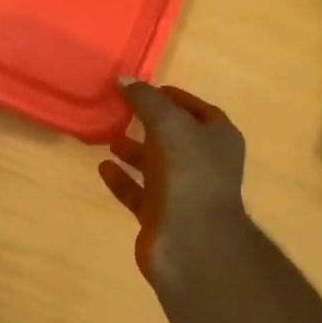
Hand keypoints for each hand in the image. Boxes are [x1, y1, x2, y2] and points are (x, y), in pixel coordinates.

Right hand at [98, 80, 248, 279]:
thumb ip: (146, 100)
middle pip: (174, 136)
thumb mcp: (168, 124)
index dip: (170, 97)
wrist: (192, 243)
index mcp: (218, 138)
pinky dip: (121, 178)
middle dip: (148, 122)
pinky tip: (103, 167)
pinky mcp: (161, 215)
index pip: (195, 108)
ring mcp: (183, 191)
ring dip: (132, 150)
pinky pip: (138, 191)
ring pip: (154, 163)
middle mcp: (204, 163)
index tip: (141, 89)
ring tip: (107, 136)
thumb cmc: (188, 174)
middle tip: (118, 109)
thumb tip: (124, 80)